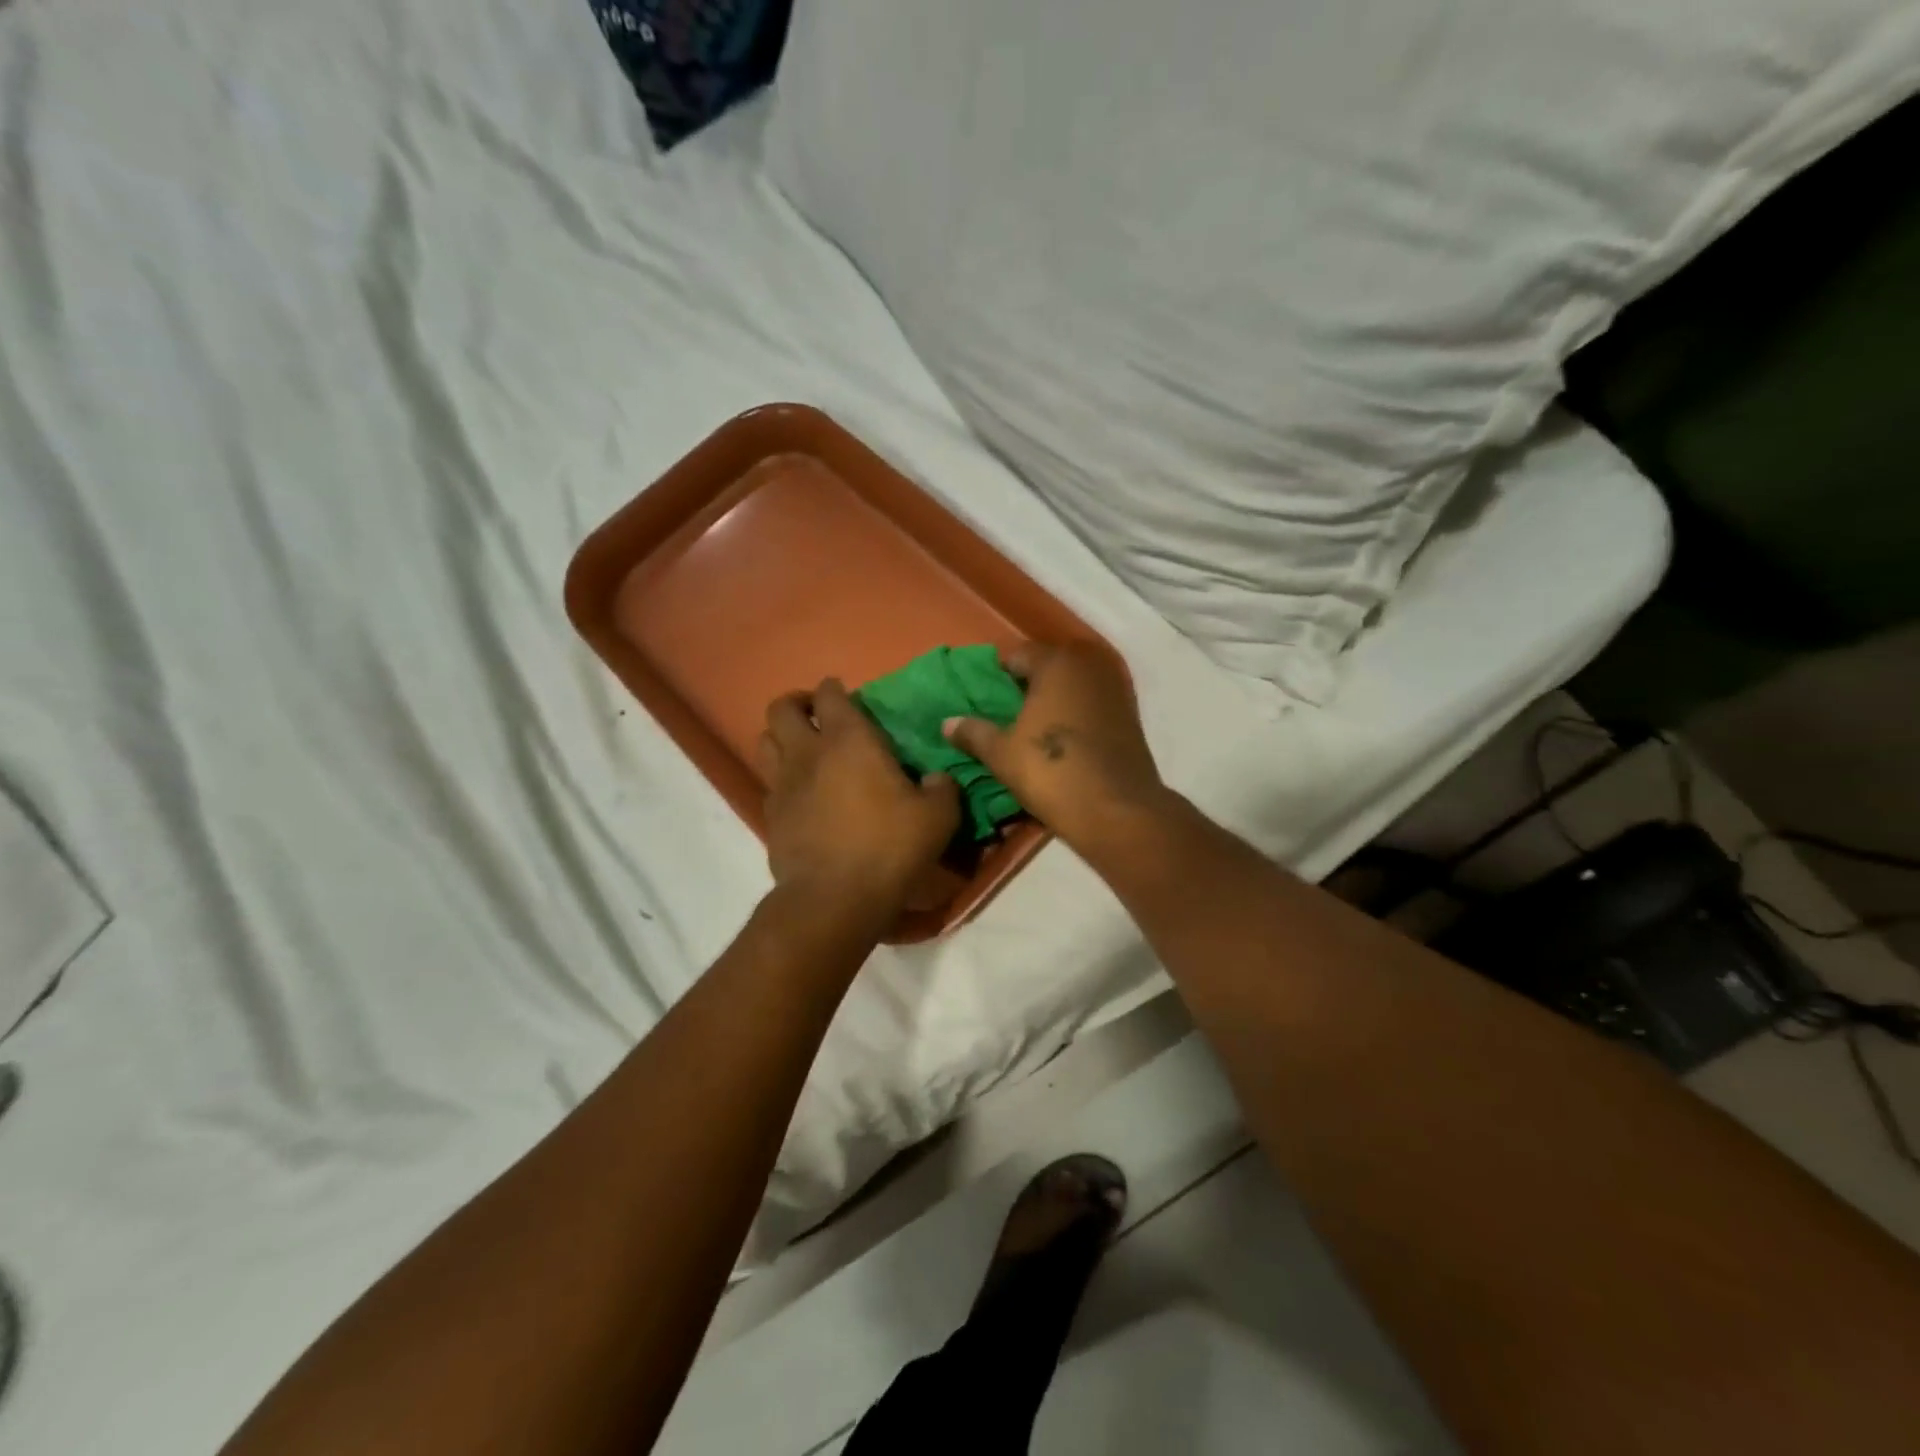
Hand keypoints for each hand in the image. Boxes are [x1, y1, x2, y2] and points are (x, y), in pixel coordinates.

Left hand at [757, 678, 961, 921]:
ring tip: (803, 748)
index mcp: (849, 740)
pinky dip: (782, 778)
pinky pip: (769, 783)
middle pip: (781, 708)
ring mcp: (782, 784)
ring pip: (764, 741)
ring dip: (781, 736)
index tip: (847, 695)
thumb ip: (942, 789)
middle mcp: (808, 753)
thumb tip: (936, 779)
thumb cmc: (888, 847)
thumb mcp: (937, 817)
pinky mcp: (771, 816)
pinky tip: (802, 794)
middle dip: (797, 703)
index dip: (836, 689)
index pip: (831, 694)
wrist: (833, 899)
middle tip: (817, 715)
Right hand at [942, 643, 1169, 855]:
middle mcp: (1088, 666)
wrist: (1117, 809)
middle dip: (1026, 685)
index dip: (997, 674)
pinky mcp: (1130, 716)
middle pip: (1048, 667)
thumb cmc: (1052, 771)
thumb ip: (974, 732)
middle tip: (1004, 713)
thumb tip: (947, 722)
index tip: (983, 698)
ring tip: (1031, 728)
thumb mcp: (1002, 754)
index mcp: (1055, 664)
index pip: (1017, 654)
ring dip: (1053, 700)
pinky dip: (1076, 715)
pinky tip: (1062, 740)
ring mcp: (1114, 690)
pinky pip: (1091, 705)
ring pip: (1072, 686)